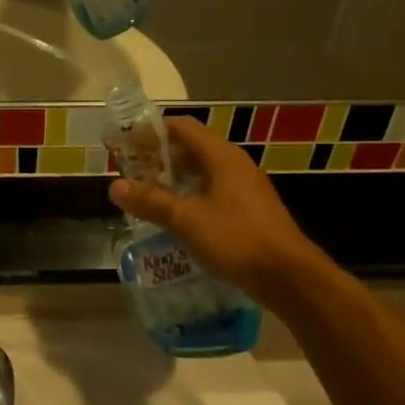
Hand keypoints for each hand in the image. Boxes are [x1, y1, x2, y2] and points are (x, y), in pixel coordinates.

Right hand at [110, 119, 318, 302]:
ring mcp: (244, 188)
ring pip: (201, 173)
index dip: (152, 131)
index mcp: (222, 156)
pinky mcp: (248, 211)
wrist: (289, 277)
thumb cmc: (237, 239)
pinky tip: (174, 218)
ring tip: (145, 196)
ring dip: (173, 181)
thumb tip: (115, 187)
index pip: (182, 127)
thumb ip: (151, 202)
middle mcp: (234, 165)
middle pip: (191, 149)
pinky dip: (189, 198)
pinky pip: (212, 193)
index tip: (125, 143)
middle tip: (130, 174)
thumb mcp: (187, 220)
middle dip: (158, 159)